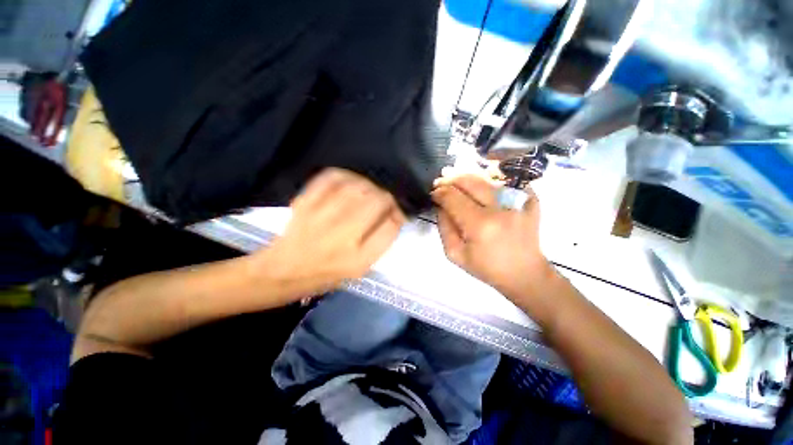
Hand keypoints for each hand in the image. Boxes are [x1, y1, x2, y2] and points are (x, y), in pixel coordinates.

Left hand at [260, 168, 405, 298]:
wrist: (283, 271)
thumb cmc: (322, 275)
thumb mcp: (356, 271)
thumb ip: (377, 244)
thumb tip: (392, 217)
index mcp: (358, 259)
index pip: (391, 226)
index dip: (397, 215)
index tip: (395, 215)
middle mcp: (342, 236)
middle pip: (377, 201)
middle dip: (386, 198)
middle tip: (382, 202)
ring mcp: (322, 216)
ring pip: (357, 186)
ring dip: (368, 185)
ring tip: (366, 191)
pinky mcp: (306, 203)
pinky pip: (331, 178)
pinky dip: (345, 175)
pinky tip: (347, 182)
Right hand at [432, 175, 554, 300]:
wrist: (524, 271)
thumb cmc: (489, 268)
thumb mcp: (457, 256)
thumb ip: (444, 228)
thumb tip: (441, 205)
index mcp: (480, 225)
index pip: (453, 197)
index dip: (440, 192)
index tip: (435, 193)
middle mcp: (500, 207)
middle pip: (470, 180)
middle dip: (453, 178)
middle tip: (444, 180)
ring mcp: (518, 200)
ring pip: (488, 177)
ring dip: (471, 176)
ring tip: (462, 181)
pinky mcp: (530, 197)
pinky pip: (507, 179)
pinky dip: (494, 177)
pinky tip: (485, 184)